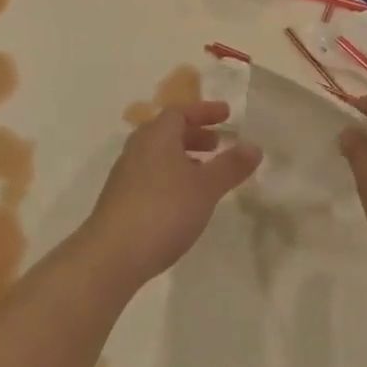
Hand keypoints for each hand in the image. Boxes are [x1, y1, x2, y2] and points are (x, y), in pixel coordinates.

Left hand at [81, 102, 261, 287]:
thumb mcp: (206, 187)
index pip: (180, 112)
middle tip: (219, 144)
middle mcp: (138, 148)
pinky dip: (172, 176)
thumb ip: (230, 166)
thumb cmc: (164, 210)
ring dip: (184, 157)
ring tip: (206, 173)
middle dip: (195, 134)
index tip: (227, 115)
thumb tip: (254, 146)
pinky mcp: (121, 199)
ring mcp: (126, 175)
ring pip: (159, 155)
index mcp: (156, 136)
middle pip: (167, 131)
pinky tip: (185, 200)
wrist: (113, 254)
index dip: (205, 111)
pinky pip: (152, 175)